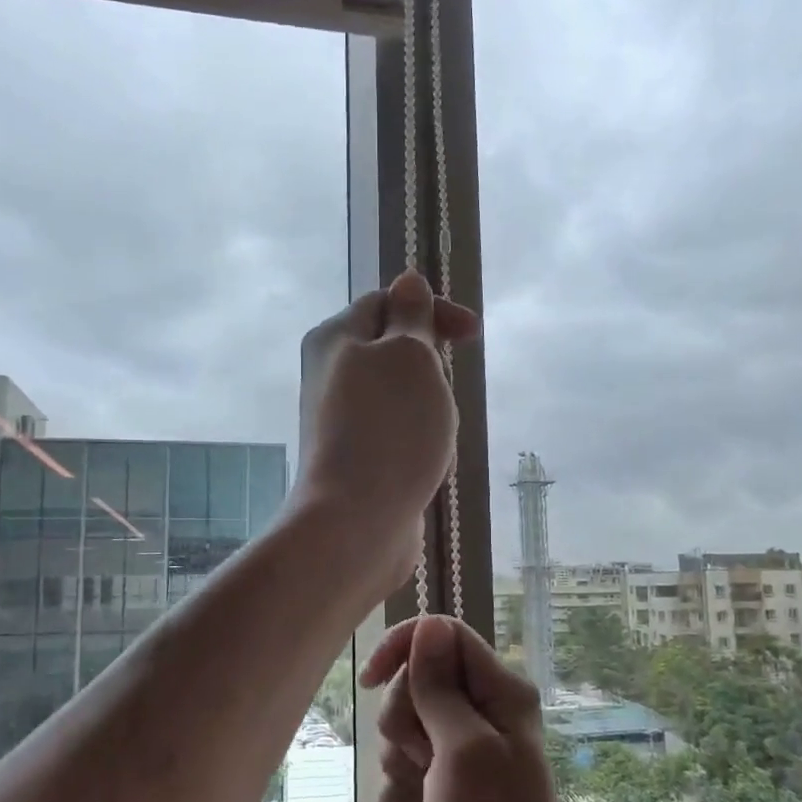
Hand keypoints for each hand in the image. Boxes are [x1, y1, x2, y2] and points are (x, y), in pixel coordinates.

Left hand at [294, 271, 477, 595]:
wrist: (357, 520)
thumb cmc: (389, 428)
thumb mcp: (410, 355)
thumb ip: (411, 316)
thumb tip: (407, 281)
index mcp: (334, 338)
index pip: (386, 301)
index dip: (432, 310)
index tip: (473, 336)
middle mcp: (328, 374)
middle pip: (388, 347)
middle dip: (430, 360)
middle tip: (447, 387)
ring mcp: (337, 419)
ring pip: (394, 392)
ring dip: (426, 401)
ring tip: (437, 429)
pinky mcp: (351, 457)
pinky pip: (391, 430)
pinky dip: (416, 434)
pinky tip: (426, 457)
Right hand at [362, 616, 589, 801]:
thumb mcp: (463, 748)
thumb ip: (439, 686)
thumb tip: (427, 624)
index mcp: (499, 688)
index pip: (441, 633)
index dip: (402, 648)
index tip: (369, 680)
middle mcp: (482, 708)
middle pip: (415, 680)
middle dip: (404, 720)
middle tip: (425, 758)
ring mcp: (463, 745)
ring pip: (403, 724)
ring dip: (402, 761)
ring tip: (428, 793)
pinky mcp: (446, 778)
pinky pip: (404, 765)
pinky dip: (406, 789)